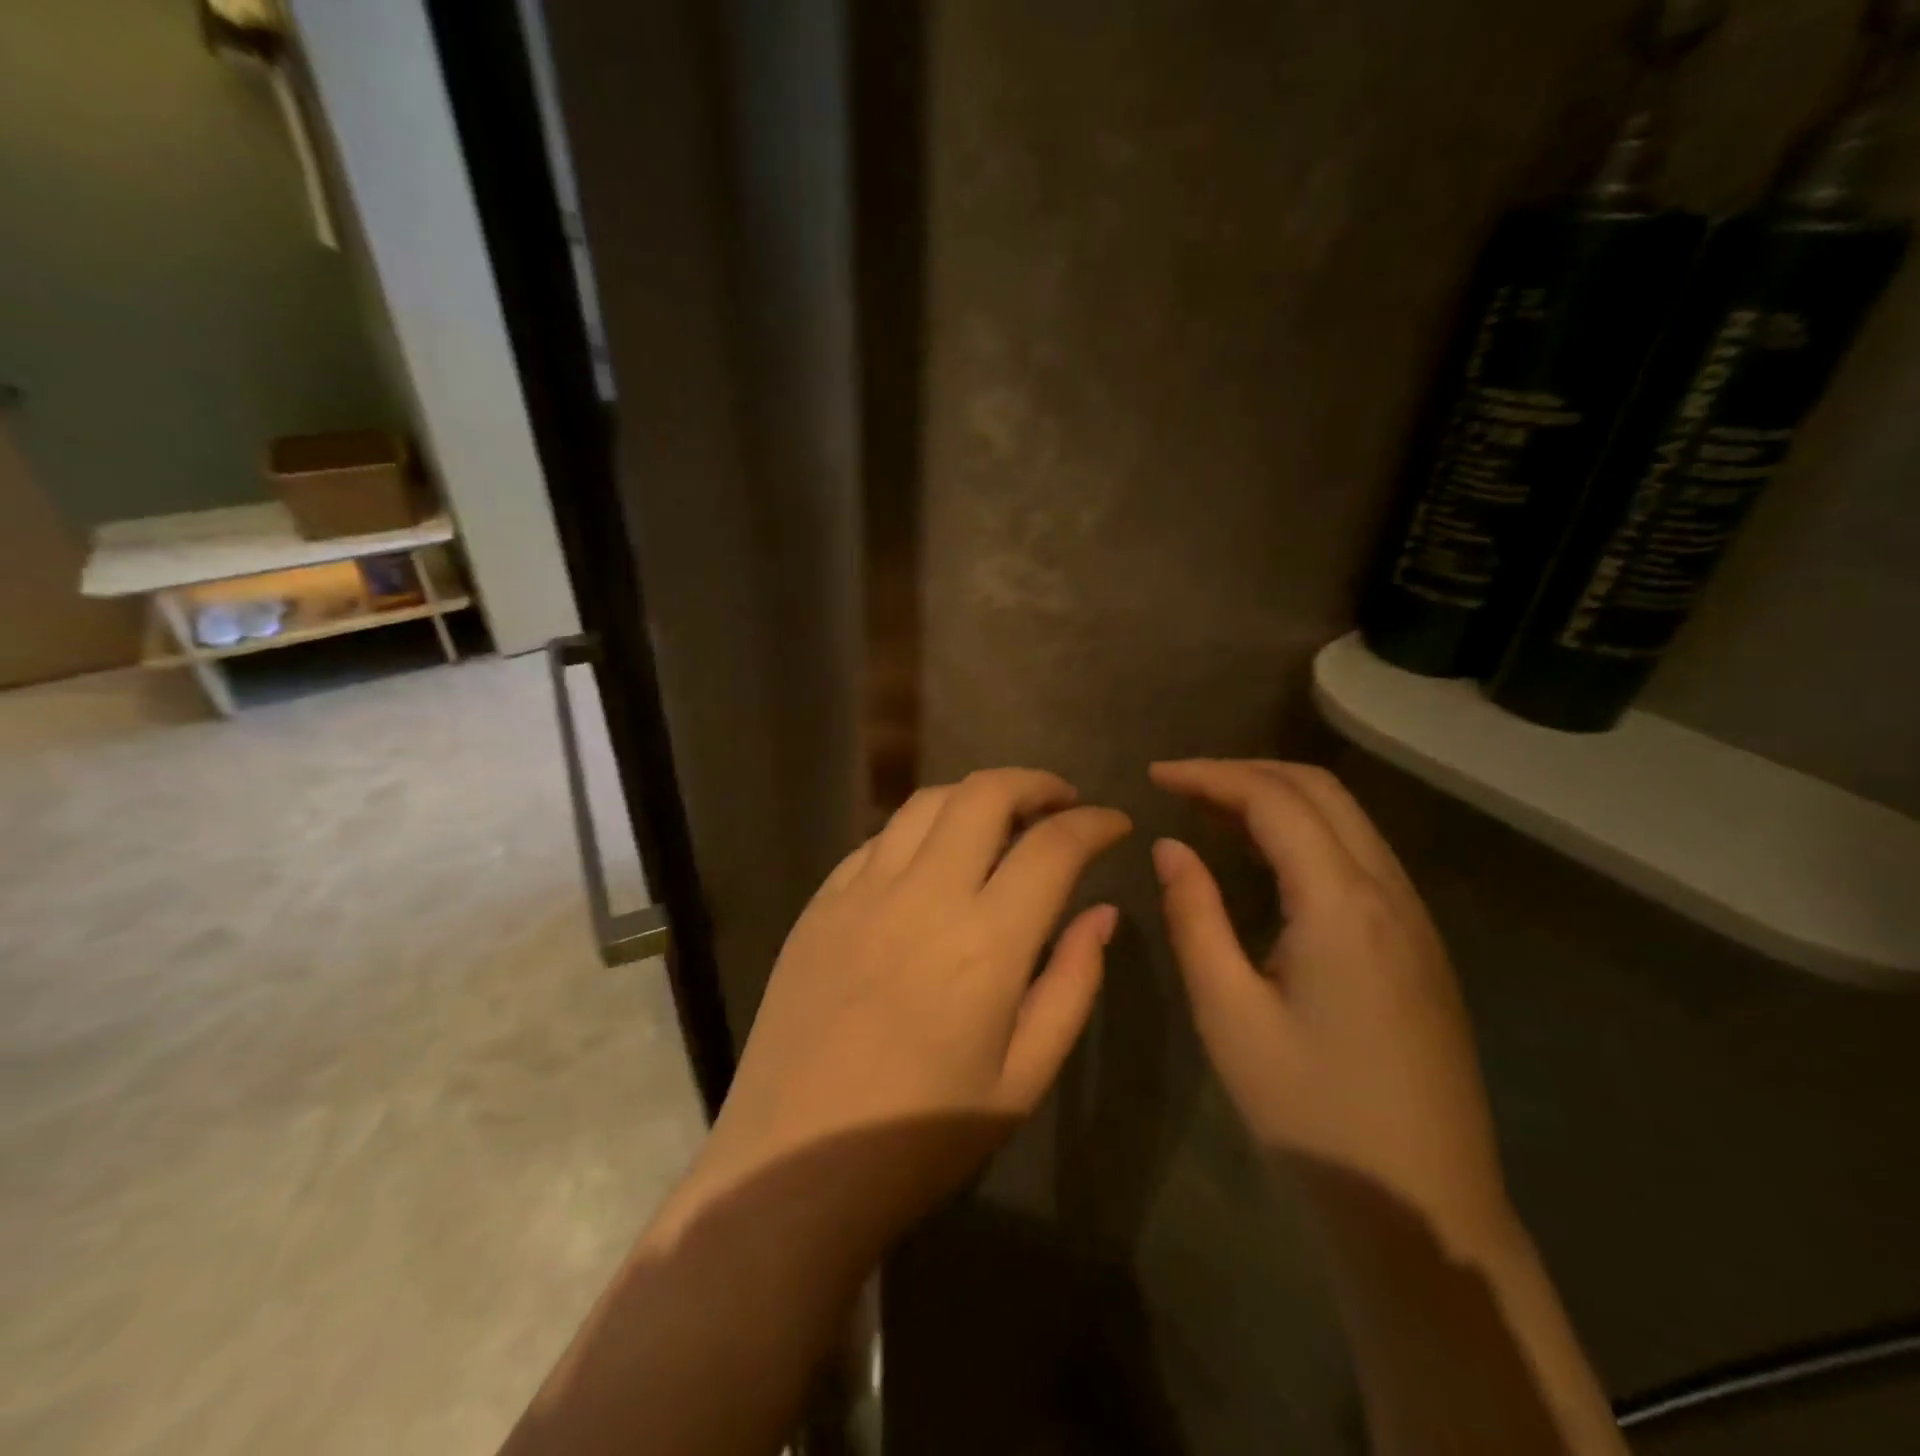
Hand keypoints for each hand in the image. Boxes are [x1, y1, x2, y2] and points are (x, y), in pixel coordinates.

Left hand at [689, 768, 1130, 1255]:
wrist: (794, 1166)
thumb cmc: (922, 1138)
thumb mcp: (1024, 1077)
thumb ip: (1072, 983)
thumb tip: (1101, 912)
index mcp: (985, 942)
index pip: (1053, 846)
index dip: (1094, 823)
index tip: (1115, 824)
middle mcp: (923, 896)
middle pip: (985, 794)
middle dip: (1034, 783)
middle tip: (1060, 803)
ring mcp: (861, 891)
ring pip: (927, 802)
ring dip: (975, 796)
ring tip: (1000, 820)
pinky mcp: (820, 902)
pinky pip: (878, 839)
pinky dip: (920, 830)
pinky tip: (931, 858)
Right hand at [1150, 760, 1512, 1254]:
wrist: (1424, 1209)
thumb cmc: (1311, 1114)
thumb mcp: (1229, 1014)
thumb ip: (1194, 917)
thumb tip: (1170, 848)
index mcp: (1343, 904)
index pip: (1274, 799)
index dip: (1210, 775)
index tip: (1155, 776)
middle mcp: (1390, 892)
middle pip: (1320, 790)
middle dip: (1245, 773)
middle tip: (1182, 787)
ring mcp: (1414, 918)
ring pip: (1346, 818)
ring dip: (1278, 799)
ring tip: (1212, 814)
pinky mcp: (1419, 945)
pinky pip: (1359, 855)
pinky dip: (1306, 833)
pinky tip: (1267, 863)